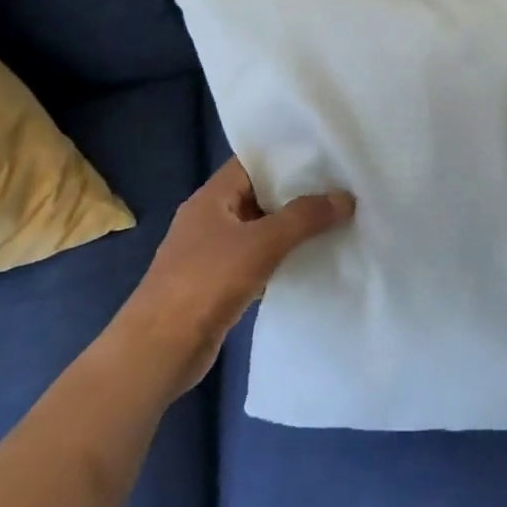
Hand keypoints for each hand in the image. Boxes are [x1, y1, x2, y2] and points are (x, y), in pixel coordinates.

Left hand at [117, 158, 354, 397]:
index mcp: (211, 198)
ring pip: (260, 231)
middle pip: (259, 196)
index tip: (326, 157)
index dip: (286, 157)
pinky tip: (312, 261)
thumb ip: (304, 217)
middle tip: (342, 189)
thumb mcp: (261, 243)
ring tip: (337, 221)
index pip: (251, 163)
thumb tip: (345, 197)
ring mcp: (212, 253)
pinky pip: (257, 261)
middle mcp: (210, 219)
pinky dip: (282, 259)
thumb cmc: (206, 282)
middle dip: (297, 194)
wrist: (161, 349)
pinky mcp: (219, 284)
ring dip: (292, 229)